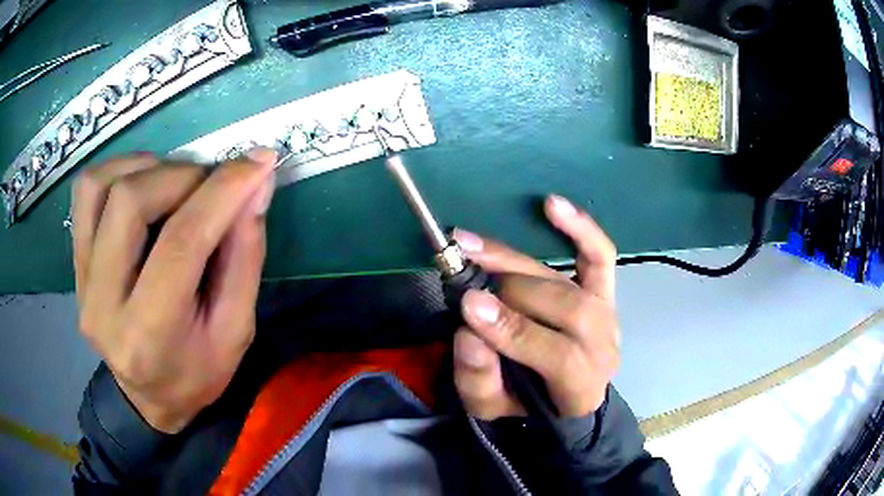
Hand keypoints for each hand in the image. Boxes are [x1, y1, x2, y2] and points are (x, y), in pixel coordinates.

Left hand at [72, 148, 276, 432]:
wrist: (147, 397)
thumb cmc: (196, 373)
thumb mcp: (236, 331)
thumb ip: (245, 257)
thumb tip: (256, 185)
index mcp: (149, 336)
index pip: (180, 244)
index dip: (222, 192)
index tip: (258, 162)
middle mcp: (103, 304)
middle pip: (130, 202)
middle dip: (183, 176)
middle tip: (213, 183)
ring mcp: (81, 280)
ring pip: (101, 185)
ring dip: (148, 168)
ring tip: (177, 183)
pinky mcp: (75, 262)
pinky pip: (86, 192)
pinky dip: (118, 171)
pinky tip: (144, 184)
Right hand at [451, 195, 619, 419]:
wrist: (562, 395)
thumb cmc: (525, 402)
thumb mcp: (492, 407)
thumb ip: (479, 379)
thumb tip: (469, 335)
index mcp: (581, 386)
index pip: (558, 355)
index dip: (515, 330)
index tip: (469, 306)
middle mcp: (602, 346)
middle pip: (566, 308)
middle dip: (510, 293)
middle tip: (465, 280)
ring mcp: (607, 314)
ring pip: (569, 281)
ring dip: (516, 261)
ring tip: (472, 246)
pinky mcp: (604, 291)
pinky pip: (599, 255)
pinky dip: (580, 228)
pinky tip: (552, 204)